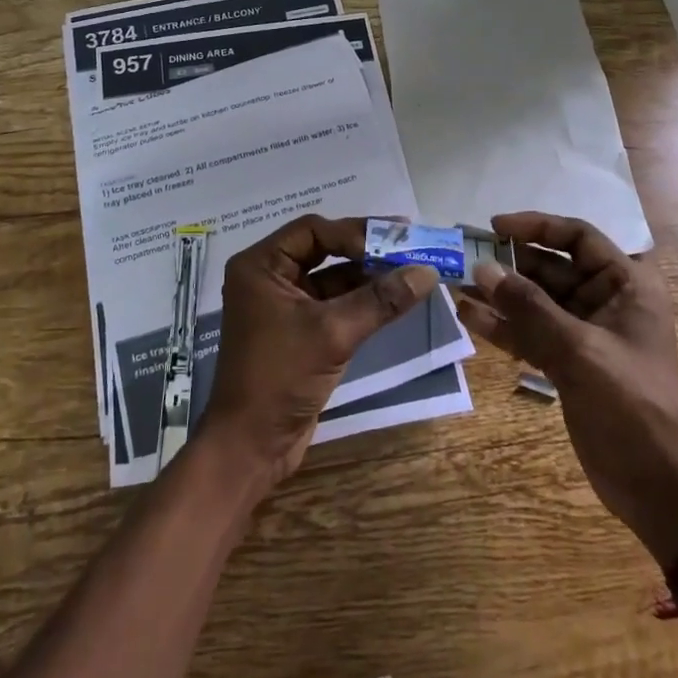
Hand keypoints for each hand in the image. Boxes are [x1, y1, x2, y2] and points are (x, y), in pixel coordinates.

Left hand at [198, 215, 438, 492]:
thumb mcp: (332, 334)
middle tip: (410, 246)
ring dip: (368, 277)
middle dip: (366, 251)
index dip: (356, 232)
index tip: (397, 237)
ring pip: (331, 279)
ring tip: (411, 272)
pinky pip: (333, 305)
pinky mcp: (298, 332)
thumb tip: (427, 272)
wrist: (250, 447)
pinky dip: (362, 302)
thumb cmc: (280, 377)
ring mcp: (283, 306)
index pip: (314, 231)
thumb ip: (379, 300)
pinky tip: (394, 301)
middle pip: (323, 250)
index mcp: (261, 265)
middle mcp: (268, 278)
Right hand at [458, 211, 677, 564]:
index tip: (494, 227)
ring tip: (455, 284)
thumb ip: (528, 307)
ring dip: (498, 294)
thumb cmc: (630, 405)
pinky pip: (529, 332)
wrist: (658, 487)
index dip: (536, 226)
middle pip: (550, 267)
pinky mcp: (566, 361)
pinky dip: (501, 325)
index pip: (577, 237)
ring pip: (534, 300)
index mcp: (626, 284)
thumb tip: (481, 268)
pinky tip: (467, 316)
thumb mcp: (578, 350)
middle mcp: (605, 300)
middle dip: (507, 263)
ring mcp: (584, 332)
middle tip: (462, 257)